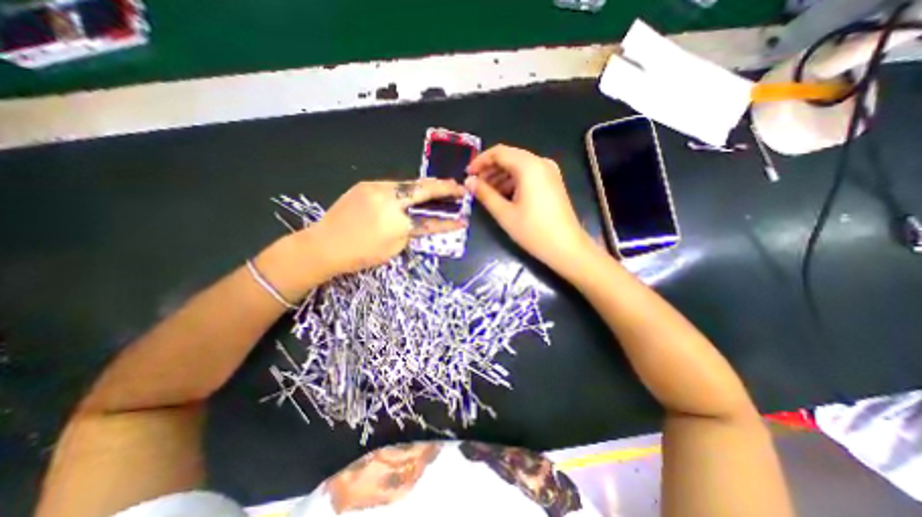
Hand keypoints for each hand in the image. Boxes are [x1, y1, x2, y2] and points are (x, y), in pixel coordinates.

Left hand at [305, 180, 459, 277]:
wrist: (323, 244)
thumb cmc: (360, 254)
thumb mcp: (392, 248)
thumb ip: (411, 233)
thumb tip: (419, 221)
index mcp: (396, 221)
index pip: (430, 220)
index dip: (448, 221)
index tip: (463, 219)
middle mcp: (388, 198)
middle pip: (422, 188)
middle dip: (444, 187)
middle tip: (458, 187)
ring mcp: (376, 188)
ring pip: (408, 183)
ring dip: (425, 186)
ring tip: (439, 187)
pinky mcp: (366, 185)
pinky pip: (393, 185)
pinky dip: (407, 189)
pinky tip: (411, 193)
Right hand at [469, 144, 589, 270]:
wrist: (566, 247)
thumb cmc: (533, 231)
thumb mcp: (504, 213)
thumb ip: (485, 194)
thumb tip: (469, 182)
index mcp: (529, 166)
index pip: (499, 152)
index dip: (480, 161)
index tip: (467, 174)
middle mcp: (541, 163)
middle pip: (509, 157)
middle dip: (490, 169)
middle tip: (475, 185)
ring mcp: (549, 172)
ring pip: (518, 166)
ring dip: (500, 176)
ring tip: (486, 192)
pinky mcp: (552, 182)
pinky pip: (528, 174)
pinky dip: (513, 181)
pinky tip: (503, 195)